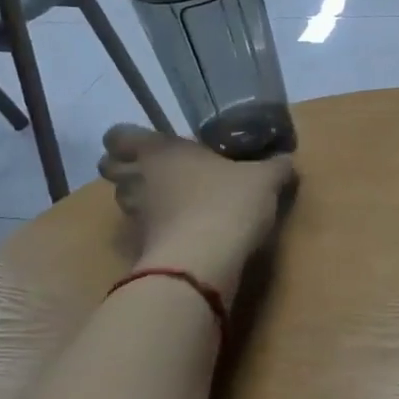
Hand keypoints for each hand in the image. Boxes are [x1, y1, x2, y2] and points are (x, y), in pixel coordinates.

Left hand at [98, 126, 296, 299]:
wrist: (203, 262)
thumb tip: (287, 160)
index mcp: (159, 151)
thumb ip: (276, 167)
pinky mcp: (141, 248)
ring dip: (142, 200)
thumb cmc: (227, 203)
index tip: (152, 145)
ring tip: (175, 204)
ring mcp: (135, 216)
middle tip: (160, 173)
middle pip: (111, 168)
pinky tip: (184, 233)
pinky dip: (156, 231)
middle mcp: (138, 179)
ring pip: (125, 201)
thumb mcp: (264, 180)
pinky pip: (143, 232)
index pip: (118, 135)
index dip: (128, 139)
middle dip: (128, 169)